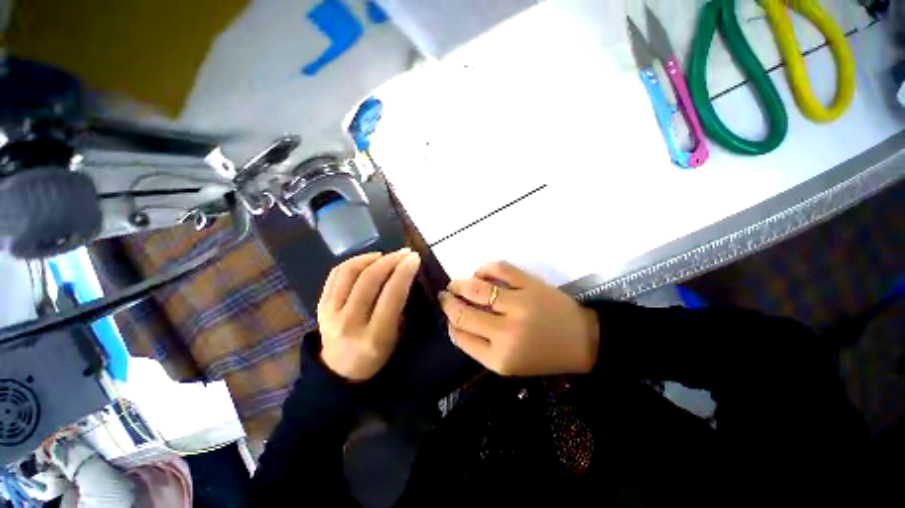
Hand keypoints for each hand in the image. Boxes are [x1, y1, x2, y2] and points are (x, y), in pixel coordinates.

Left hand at [317, 249, 420, 380]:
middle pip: (370, 279)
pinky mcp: (320, 306)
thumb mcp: (395, 338)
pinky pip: (336, 275)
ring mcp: (330, 313)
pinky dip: (353, 261)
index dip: (404, 272)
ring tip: (386, 255)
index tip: (415, 258)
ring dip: (372, 258)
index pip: (392, 294)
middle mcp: (350, 322)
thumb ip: (398, 307)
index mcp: (374, 336)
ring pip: (350, 272)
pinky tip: (368, 259)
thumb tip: (402, 275)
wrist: (339, 372)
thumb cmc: (375, 356)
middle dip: (391, 260)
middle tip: (405, 252)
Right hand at [440, 261, 599, 376]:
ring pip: (476, 288)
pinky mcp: (530, 284)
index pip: (460, 335)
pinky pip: (499, 268)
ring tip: (456, 284)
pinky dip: (484, 269)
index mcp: (500, 357)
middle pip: (463, 312)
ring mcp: (519, 304)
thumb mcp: (508, 363)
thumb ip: (479, 345)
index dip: (449, 322)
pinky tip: (480, 274)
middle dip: (447, 302)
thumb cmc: (543, 355)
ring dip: (459, 284)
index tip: (446, 314)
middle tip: (445, 295)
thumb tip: (455, 321)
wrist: (582, 340)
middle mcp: (506, 332)